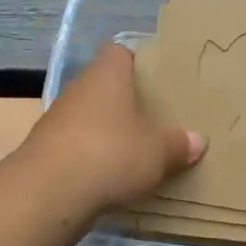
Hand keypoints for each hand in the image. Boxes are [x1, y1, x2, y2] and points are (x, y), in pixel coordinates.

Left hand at [18, 43, 206, 213]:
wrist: (47, 194)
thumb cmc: (110, 154)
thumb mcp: (157, 152)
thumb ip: (179, 144)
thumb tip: (198, 140)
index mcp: (107, 75)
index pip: (120, 52)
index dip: (140, 60)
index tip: (160, 76)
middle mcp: (79, 89)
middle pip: (106, 85)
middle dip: (129, 100)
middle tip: (158, 115)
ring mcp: (58, 120)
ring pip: (91, 116)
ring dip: (110, 130)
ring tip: (138, 148)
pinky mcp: (46, 151)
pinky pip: (78, 145)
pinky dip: (94, 156)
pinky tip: (112, 175)